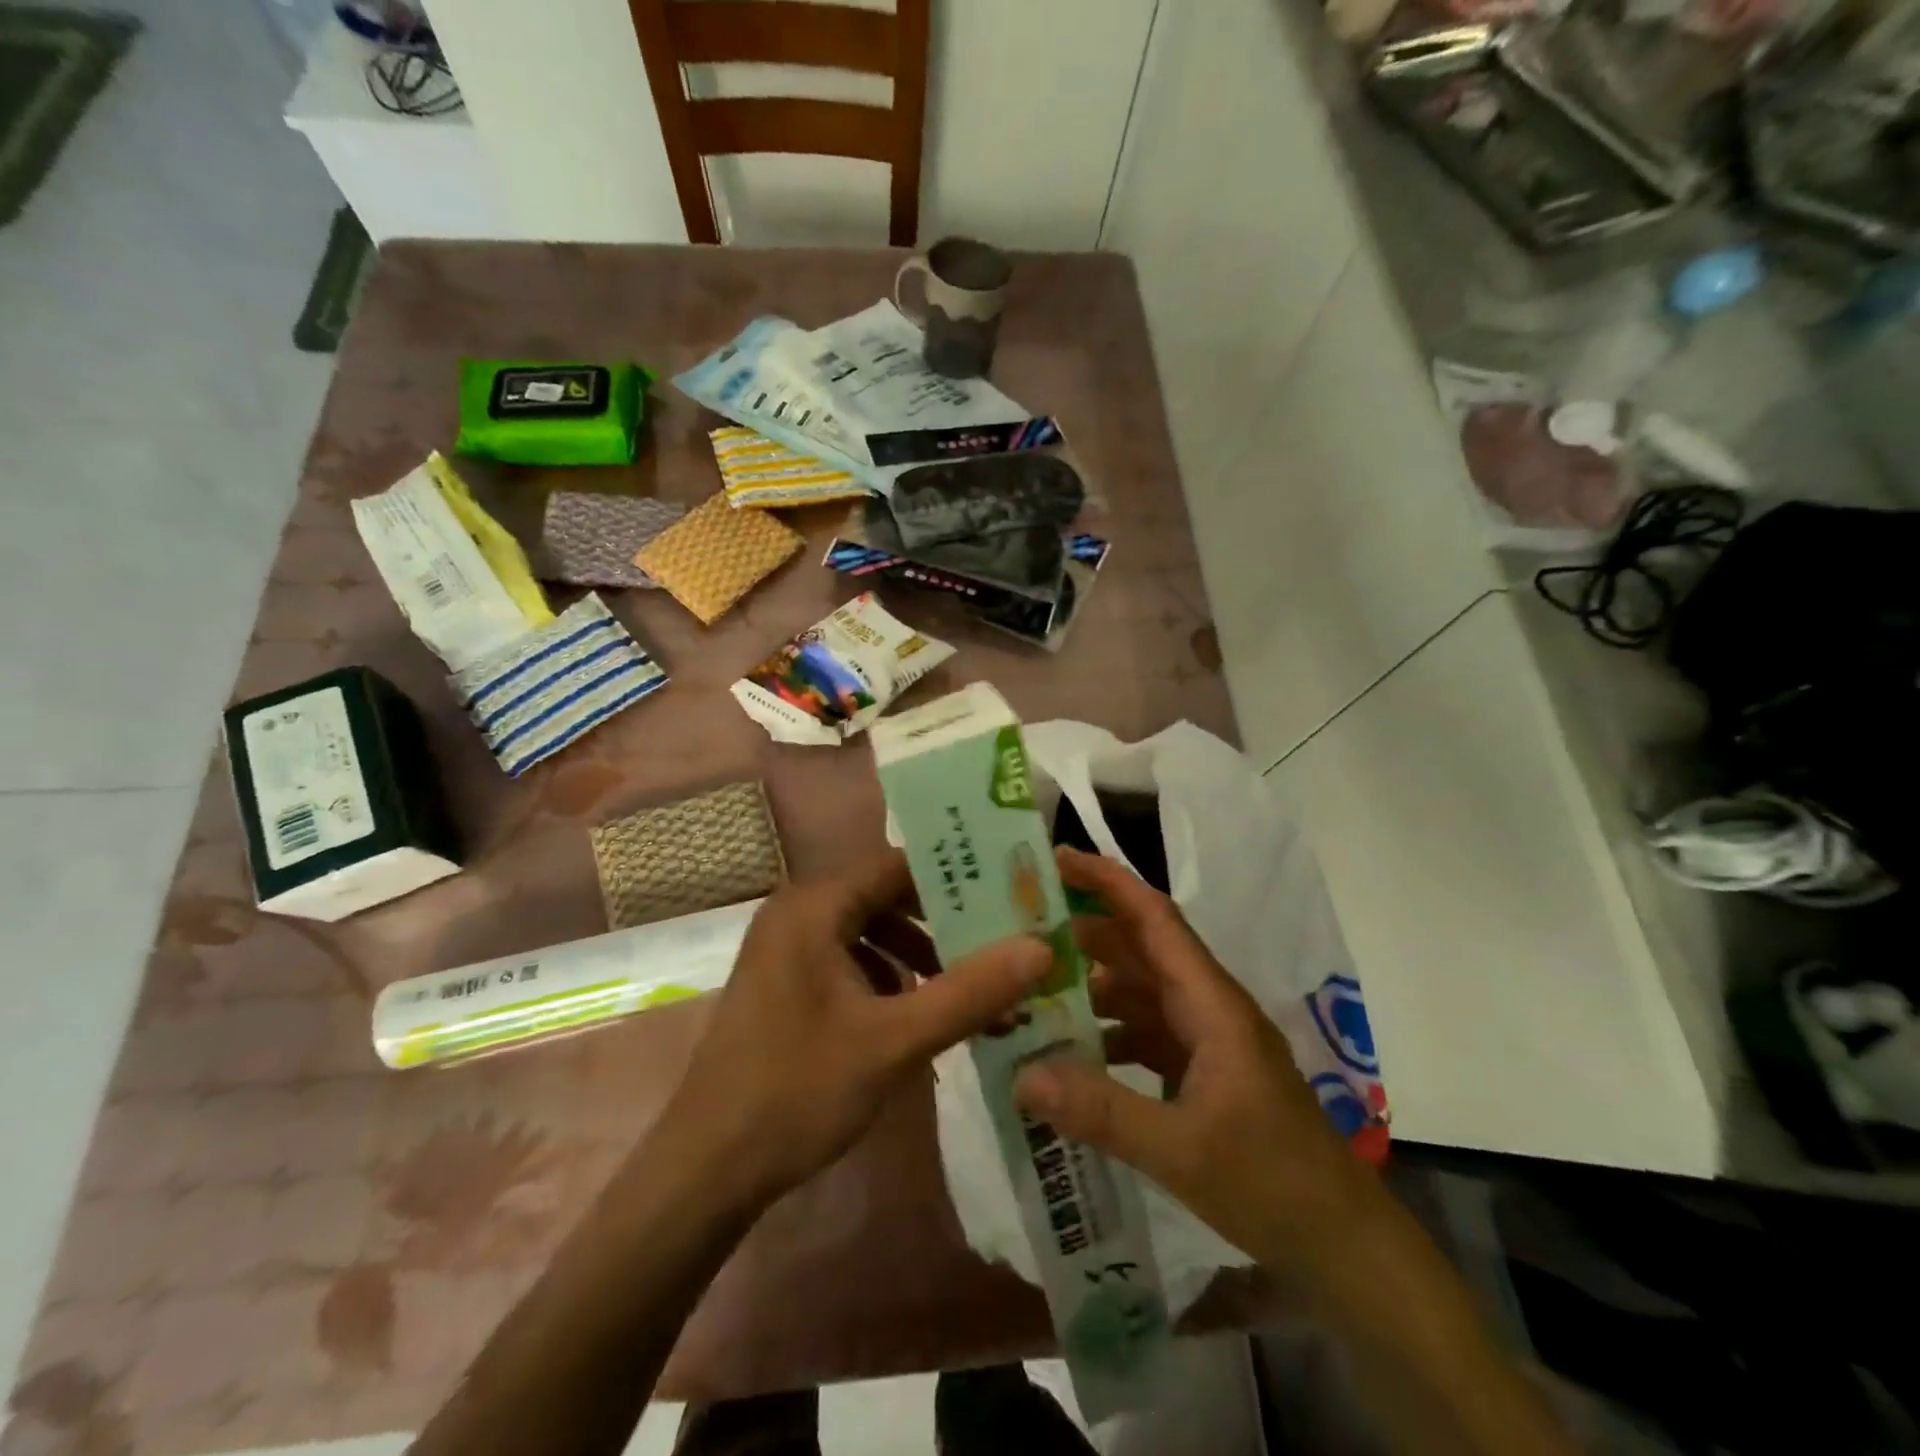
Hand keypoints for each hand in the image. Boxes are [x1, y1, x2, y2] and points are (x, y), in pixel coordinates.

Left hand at [663, 851, 1051, 1210]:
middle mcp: (798, 913)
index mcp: (814, 906)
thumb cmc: (798, 1091)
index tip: (1009, 894)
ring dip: (920, 957)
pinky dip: (889, 980)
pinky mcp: (787, 984)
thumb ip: (969, 992)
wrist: (706, 1169)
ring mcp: (788, 950)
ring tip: (970, 991)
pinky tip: (919, 1018)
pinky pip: (850, 961)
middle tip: (1003, 941)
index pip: (897, 865)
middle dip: (944, 923)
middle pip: (886, 897)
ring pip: (870, 932)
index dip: (955, 876)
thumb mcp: (894, 1041)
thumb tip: (1040, 947)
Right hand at [1014, 848, 1367, 1267]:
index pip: (1154, 918)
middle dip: (1082, 934)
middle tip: (1017, 931)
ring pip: (1138, 993)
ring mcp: (1205, 1041)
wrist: (1342, 1245)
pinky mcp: (1201, 1073)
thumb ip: (1101, 1111)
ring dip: (1089, 987)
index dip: (1108, 882)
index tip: (1056, 859)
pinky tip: (1067, 1054)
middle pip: (1138, 950)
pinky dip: (1106, 1033)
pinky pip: (1143, 1034)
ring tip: (1030, 991)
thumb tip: (1022, 1075)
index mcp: (1210, 1002)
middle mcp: (1206, 1007)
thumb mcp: (1180, 1149)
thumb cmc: (1272, 1181)